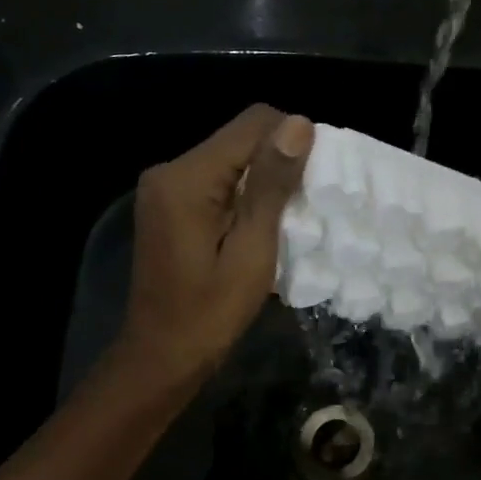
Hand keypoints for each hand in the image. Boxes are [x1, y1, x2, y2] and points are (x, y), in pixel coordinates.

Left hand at [115, 104, 312, 385]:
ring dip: (264, 179)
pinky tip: (261, 224)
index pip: (252, 124)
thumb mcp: (252, 251)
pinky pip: (217, 180)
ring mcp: (165, 187)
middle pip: (240, 138)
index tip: (318, 178)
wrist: (162, 356)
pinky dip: (244, 193)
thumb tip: (299, 124)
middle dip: (279, 161)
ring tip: (290, 216)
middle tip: (309, 202)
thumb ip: (272, 185)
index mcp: (186, 178)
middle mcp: (169, 170)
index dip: (292, 140)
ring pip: (231, 159)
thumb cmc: (210, 313)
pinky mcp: (169, 203)